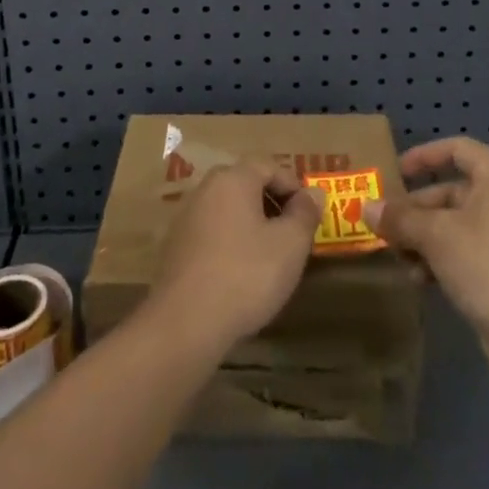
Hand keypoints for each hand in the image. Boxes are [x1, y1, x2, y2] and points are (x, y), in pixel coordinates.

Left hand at [149, 160, 325, 349]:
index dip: (293, 186)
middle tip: (293, 235)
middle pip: (245, 184)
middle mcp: (205, 189)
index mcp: (232, 179)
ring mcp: (185, 217)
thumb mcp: (290, 245)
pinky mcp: (175, 247)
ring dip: (251, 224)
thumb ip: (305, 213)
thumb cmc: (246, 275)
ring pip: (227, 209)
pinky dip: (230, 242)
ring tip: (270, 257)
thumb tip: (313, 193)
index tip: (309, 215)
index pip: (268, 165)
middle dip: (272, 204)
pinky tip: (240, 273)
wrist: (185, 323)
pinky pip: (211, 232)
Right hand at [368, 138, 488, 367]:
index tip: (395, 173)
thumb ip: (399, 218)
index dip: (423, 156)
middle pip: (452, 191)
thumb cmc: (487, 265)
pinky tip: (419, 280)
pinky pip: (466, 251)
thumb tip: (366, 208)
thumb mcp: (435, 236)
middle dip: (415, 210)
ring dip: (423, 238)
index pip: (458, 149)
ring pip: (455, 224)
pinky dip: (441, 259)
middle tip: (385, 225)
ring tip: (398, 258)